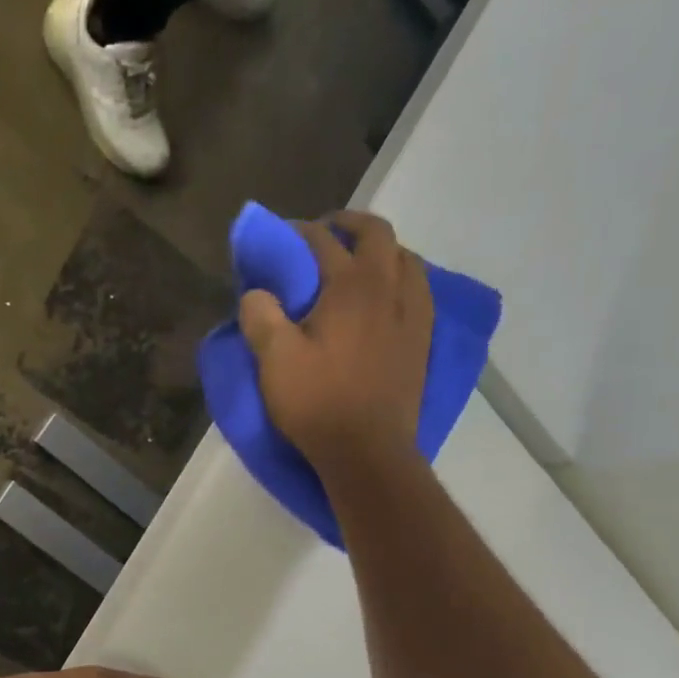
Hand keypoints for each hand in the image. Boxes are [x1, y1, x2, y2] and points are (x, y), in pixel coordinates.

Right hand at [238, 210, 434, 477]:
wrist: (368, 452)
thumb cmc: (318, 403)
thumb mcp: (274, 359)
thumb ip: (260, 316)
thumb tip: (257, 292)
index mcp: (351, 287)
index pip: (323, 241)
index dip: (297, 233)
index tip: (279, 237)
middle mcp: (388, 289)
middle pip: (377, 234)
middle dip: (348, 225)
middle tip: (323, 236)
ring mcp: (412, 315)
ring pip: (405, 260)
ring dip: (380, 251)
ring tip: (355, 266)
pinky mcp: (421, 341)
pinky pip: (417, 291)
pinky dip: (399, 279)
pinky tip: (383, 300)